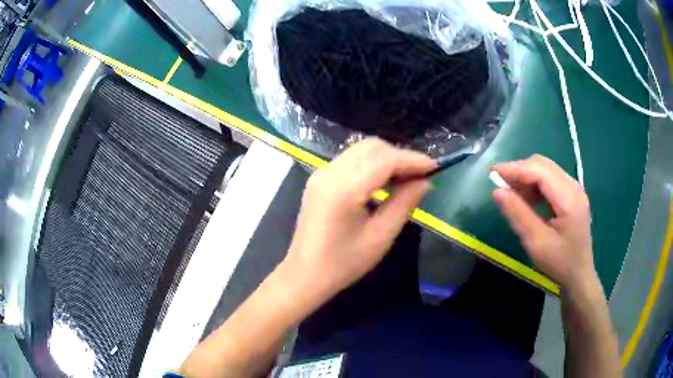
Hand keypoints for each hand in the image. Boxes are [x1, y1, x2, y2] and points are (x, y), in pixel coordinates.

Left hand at [283, 138, 435, 299]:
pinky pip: (350, 160)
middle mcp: (329, 172)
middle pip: (371, 147)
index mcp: (344, 189)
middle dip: (399, 155)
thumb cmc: (344, 263)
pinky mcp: (319, 179)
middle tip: (420, 175)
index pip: (384, 159)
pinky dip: (371, 163)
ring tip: (406, 178)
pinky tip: (383, 180)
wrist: (305, 275)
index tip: (434, 167)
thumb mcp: (380, 236)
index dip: (412, 160)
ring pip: (360, 150)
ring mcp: (321, 173)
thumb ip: (404, 203)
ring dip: (386, 158)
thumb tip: (425, 182)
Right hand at [492, 155, 598, 295]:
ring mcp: (574, 189)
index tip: (493, 173)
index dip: (516, 169)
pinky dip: (534, 184)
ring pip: (545, 170)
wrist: (579, 275)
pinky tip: (526, 199)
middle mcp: (573, 187)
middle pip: (543, 165)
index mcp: (569, 198)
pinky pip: (550, 179)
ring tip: (511, 193)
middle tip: (500, 184)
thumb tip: (497, 191)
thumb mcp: (537, 243)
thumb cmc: (559, 263)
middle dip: (520, 170)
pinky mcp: (571, 195)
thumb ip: (518, 215)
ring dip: (526, 177)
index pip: (540, 171)